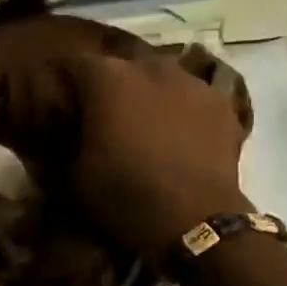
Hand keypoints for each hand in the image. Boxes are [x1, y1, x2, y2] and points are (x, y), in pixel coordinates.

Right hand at [62, 53, 250, 261]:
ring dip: (150, 94)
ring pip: (162, 78)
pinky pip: (194, 97)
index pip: (75, 65)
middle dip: (112, 86)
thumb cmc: (123, 194)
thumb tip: (64, 129)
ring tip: (148, 125)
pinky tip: (182, 135)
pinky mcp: (222, 103)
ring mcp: (191, 81)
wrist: (193, 220)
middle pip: (122, 66)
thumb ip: (65, 140)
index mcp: (106, 77)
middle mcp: (149, 66)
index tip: (64, 108)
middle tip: (107, 117)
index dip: (67, 86)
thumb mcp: (74, 174)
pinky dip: (184, 110)